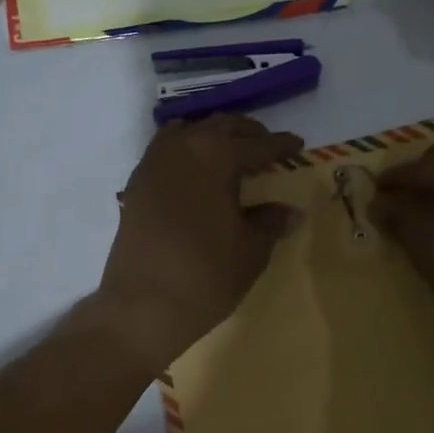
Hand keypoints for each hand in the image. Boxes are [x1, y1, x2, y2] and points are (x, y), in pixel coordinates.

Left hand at [95, 115, 304, 369]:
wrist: (142, 306)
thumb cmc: (206, 275)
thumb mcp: (251, 250)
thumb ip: (270, 222)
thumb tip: (290, 211)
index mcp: (216, 156)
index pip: (257, 144)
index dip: (280, 145)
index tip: (297, 144)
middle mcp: (182, 148)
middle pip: (219, 126)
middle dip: (246, 133)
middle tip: (266, 145)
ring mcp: (153, 164)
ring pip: (187, 133)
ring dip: (212, 136)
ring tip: (230, 154)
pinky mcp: (136, 185)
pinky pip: (165, 152)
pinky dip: (186, 152)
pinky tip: (197, 174)